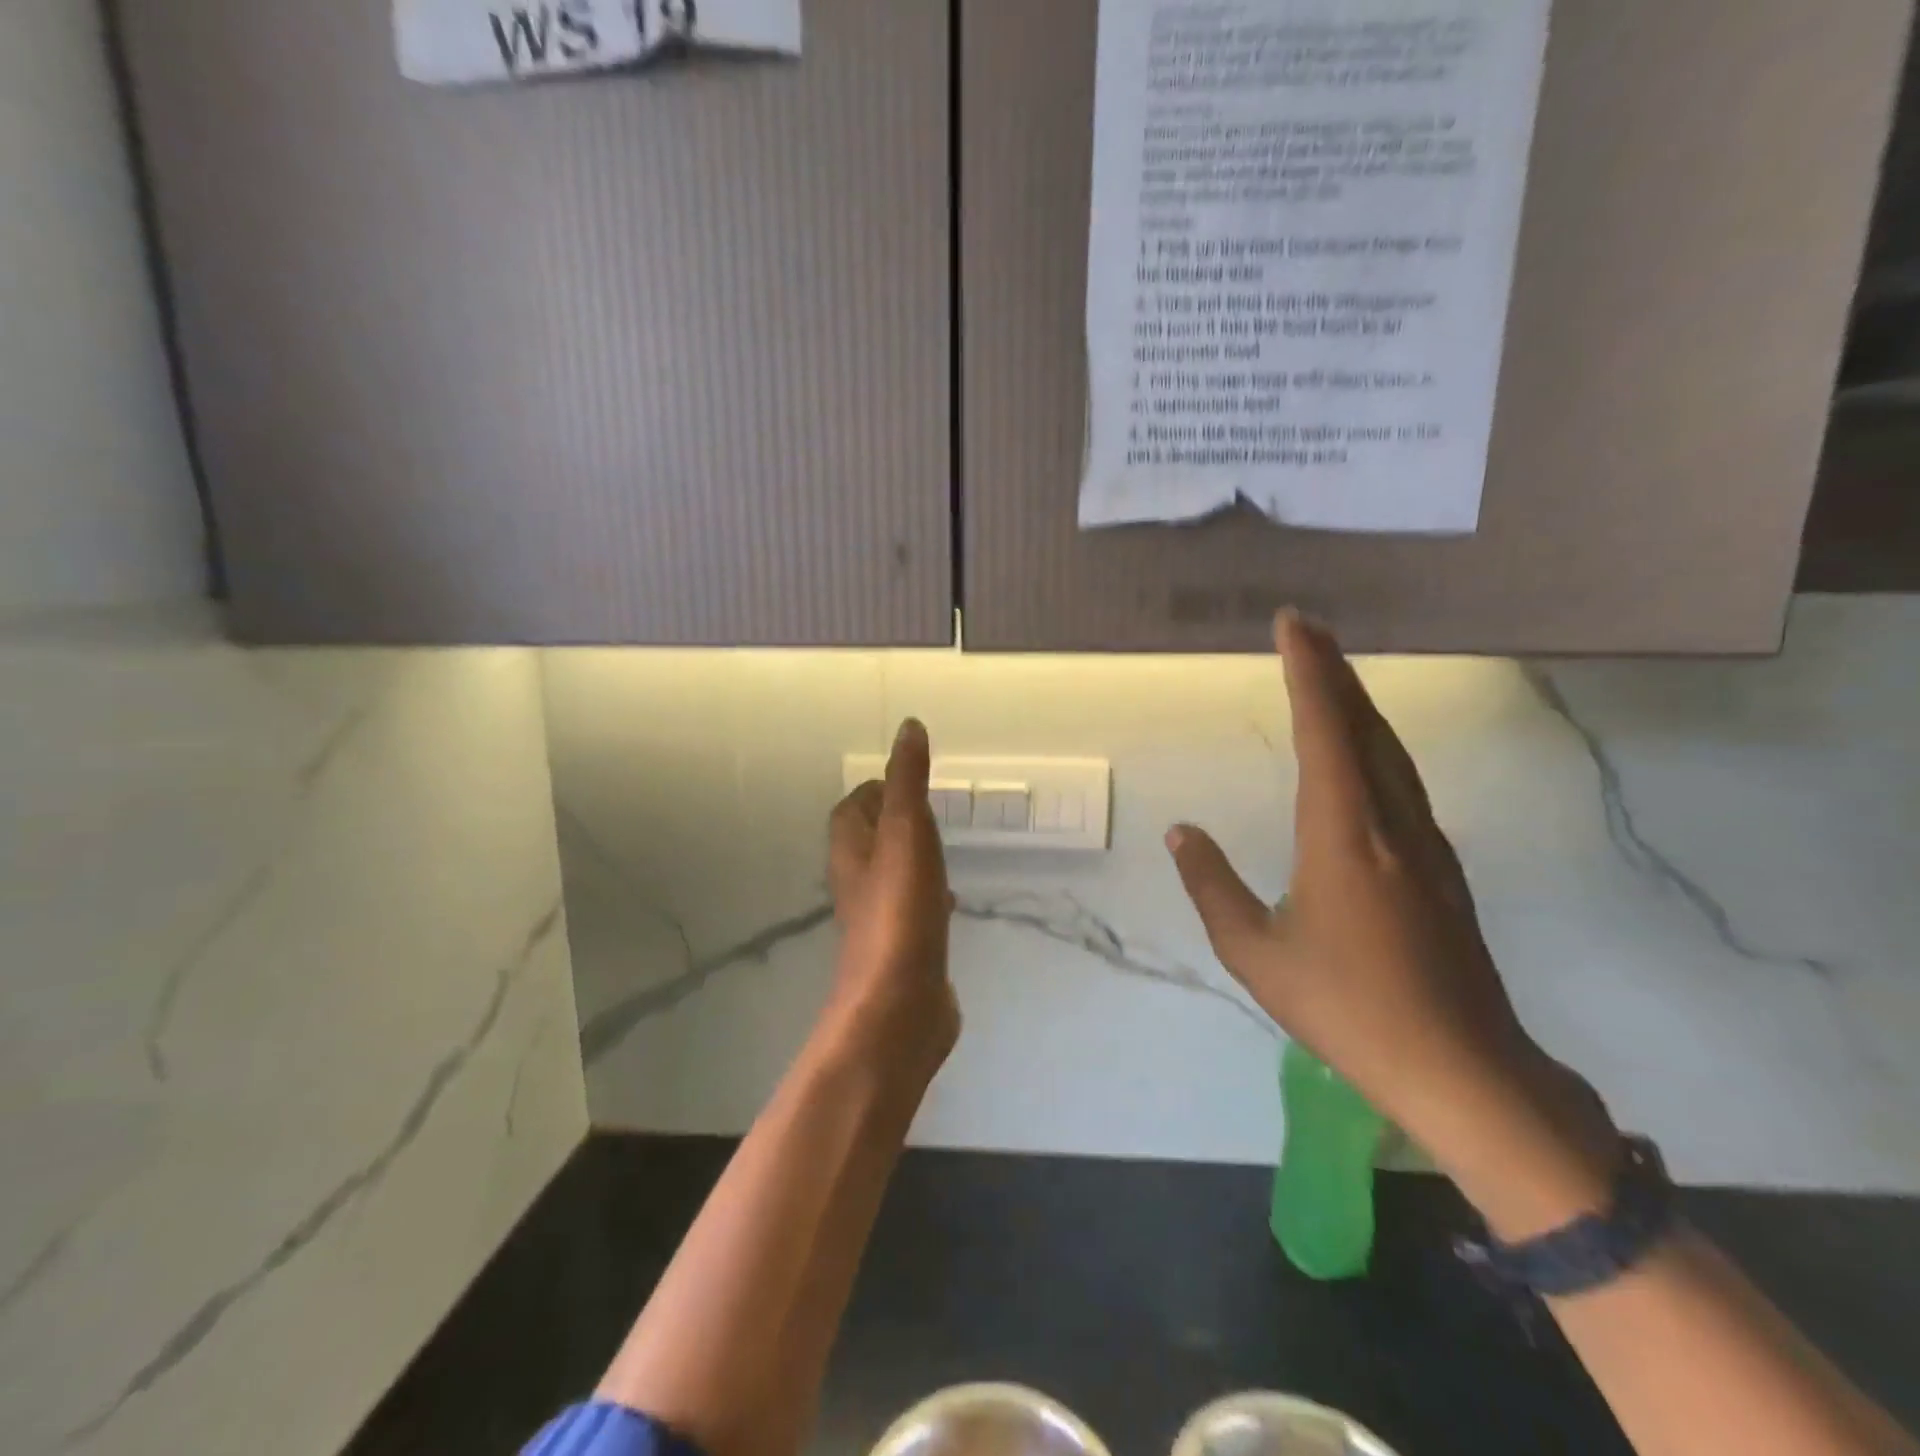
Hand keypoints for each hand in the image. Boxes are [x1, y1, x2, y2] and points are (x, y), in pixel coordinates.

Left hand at [822, 718, 959, 1087]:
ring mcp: (881, 919)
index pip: (852, 808)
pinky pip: (914, 910)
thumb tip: (909, 726)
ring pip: (893, 875)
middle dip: (896, 821)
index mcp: (852, 851)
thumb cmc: (900, 912)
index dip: (874, 790)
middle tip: (931, 811)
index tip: (906, 780)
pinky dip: (929, 896)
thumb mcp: (907, 832)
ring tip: (943, 849)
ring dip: (913, 858)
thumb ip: (908, 781)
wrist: (899, 1007)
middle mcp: (859, 882)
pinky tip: (952, 901)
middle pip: (869, 840)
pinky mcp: (904, 949)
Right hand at [1167, 613, 1615, 1233]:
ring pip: (1390, 749)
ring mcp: (1424, 841)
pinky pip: (1401, 779)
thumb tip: (1181, 833)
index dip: (1309, 673)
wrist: (1461, 1067)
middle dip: (1334, 670)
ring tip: (1328, 673)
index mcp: (1343, 835)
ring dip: (1357, 702)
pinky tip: (1361, 747)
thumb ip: (1212, 885)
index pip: (1325, 731)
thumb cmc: (1347, 1008)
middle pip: (1365, 725)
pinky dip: (1374, 741)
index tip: (1292, 625)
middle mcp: (1390, 822)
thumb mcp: (1255, 953)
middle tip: (1305, 628)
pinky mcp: (1439, 864)